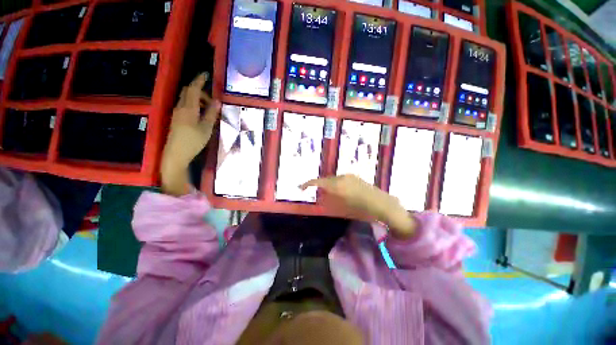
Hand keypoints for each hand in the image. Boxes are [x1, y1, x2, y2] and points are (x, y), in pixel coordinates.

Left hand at [161, 73, 220, 195]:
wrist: (176, 154)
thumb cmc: (193, 141)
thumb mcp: (206, 128)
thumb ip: (211, 113)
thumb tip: (217, 101)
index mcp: (188, 108)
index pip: (193, 88)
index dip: (199, 80)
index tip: (206, 74)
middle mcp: (180, 107)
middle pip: (188, 91)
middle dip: (200, 91)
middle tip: (212, 100)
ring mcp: (177, 113)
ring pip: (186, 99)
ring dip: (197, 99)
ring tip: (209, 109)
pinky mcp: (176, 119)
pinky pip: (185, 106)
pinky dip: (193, 105)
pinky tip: (201, 114)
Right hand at [301, 175, 416, 239]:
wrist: (383, 205)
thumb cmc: (361, 209)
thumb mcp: (342, 207)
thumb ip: (329, 200)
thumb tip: (320, 196)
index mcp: (337, 185)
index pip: (319, 181)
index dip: (308, 183)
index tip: (301, 187)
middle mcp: (342, 177)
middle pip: (326, 179)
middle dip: (319, 185)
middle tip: (315, 193)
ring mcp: (350, 176)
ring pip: (334, 179)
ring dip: (328, 185)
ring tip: (327, 193)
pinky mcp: (355, 177)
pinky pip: (341, 179)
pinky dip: (336, 184)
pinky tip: (340, 192)